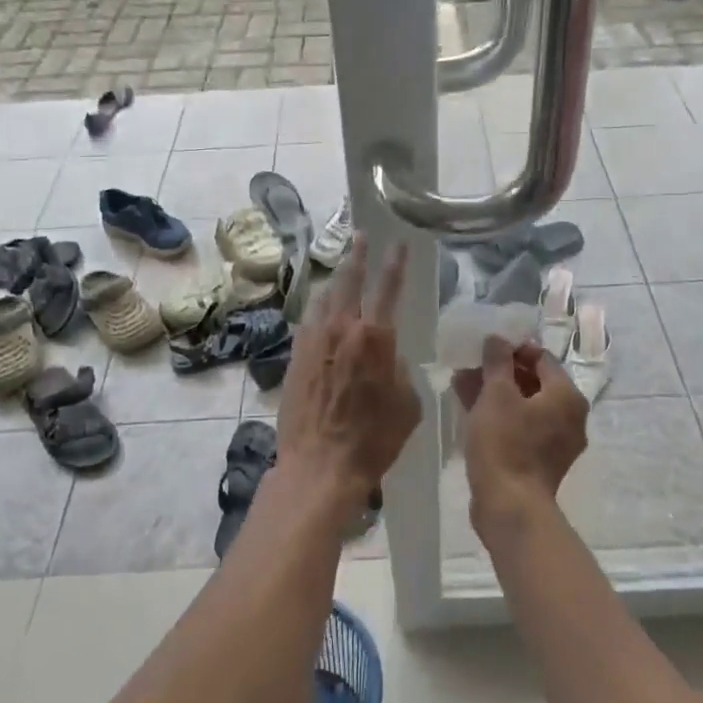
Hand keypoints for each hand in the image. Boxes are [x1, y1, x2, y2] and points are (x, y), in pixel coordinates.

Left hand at [274, 235, 420, 518]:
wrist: (319, 465)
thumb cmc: (373, 439)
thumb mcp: (407, 405)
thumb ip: (400, 371)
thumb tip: (388, 357)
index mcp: (376, 338)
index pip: (388, 289)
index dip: (395, 263)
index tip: (399, 243)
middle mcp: (342, 329)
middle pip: (349, 281)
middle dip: (357, 256)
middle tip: (361, 237)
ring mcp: (314, 341)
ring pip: (325, 298)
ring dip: (336, 281)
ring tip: (341, 269)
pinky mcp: (295, 357)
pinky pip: (309, 322)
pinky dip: (318, 310)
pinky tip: (321, 310)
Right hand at [453, 337, 588, 533]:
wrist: (510, 507)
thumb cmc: (506, 443)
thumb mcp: (496, 394)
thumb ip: (497, 361)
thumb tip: (498, 339)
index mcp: (567, 396)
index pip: (541, 358)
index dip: (512, 349)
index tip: (485, 349)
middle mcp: (569, 416)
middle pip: (533, 382)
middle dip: (499, 372)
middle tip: (470, 365)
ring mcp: (555, 441)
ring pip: (523, 405)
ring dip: (495, 392)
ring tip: (461, 383)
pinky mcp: (539, 460)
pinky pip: (520, 426)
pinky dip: (499, 414)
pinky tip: (468, 407)